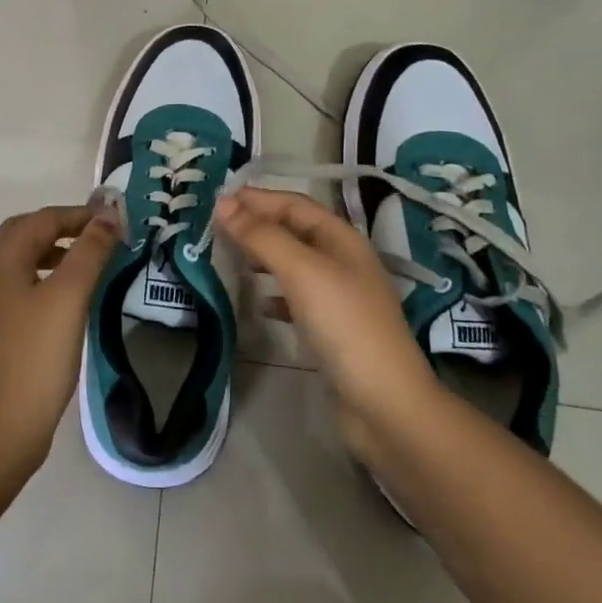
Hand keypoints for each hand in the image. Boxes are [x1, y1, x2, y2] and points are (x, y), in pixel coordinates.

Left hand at [0, 203, 119, 473]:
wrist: (1, 426)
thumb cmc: (36, 356)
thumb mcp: (69, 297)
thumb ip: (89, 252)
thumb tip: (107, 216)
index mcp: (3, 260)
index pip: (42, 219)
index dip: (79, 214)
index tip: (115, 222)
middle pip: (27, 233)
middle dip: (64, 227)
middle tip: (99, 236)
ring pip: (26, 260)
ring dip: (57, 252)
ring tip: (91, 264)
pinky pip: (25, 285)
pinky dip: (50, 278)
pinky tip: (72, 299)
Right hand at [214, 188, 436, 430]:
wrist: (384, 404)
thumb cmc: (344, 325)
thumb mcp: (301, 271)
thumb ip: (261, 236)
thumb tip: (223, 203)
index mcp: (341, 239)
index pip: (294, 204)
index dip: (257, 199)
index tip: (217, 200)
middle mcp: (343, 261)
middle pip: (294, 230)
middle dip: (258, 224)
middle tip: (217, 228)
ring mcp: (340, 296)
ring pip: (294, 263)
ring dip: (264, 256)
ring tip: (232, 258)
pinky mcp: (334, 329)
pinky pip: (297, 298)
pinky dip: (275, 294)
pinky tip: (260, 305)